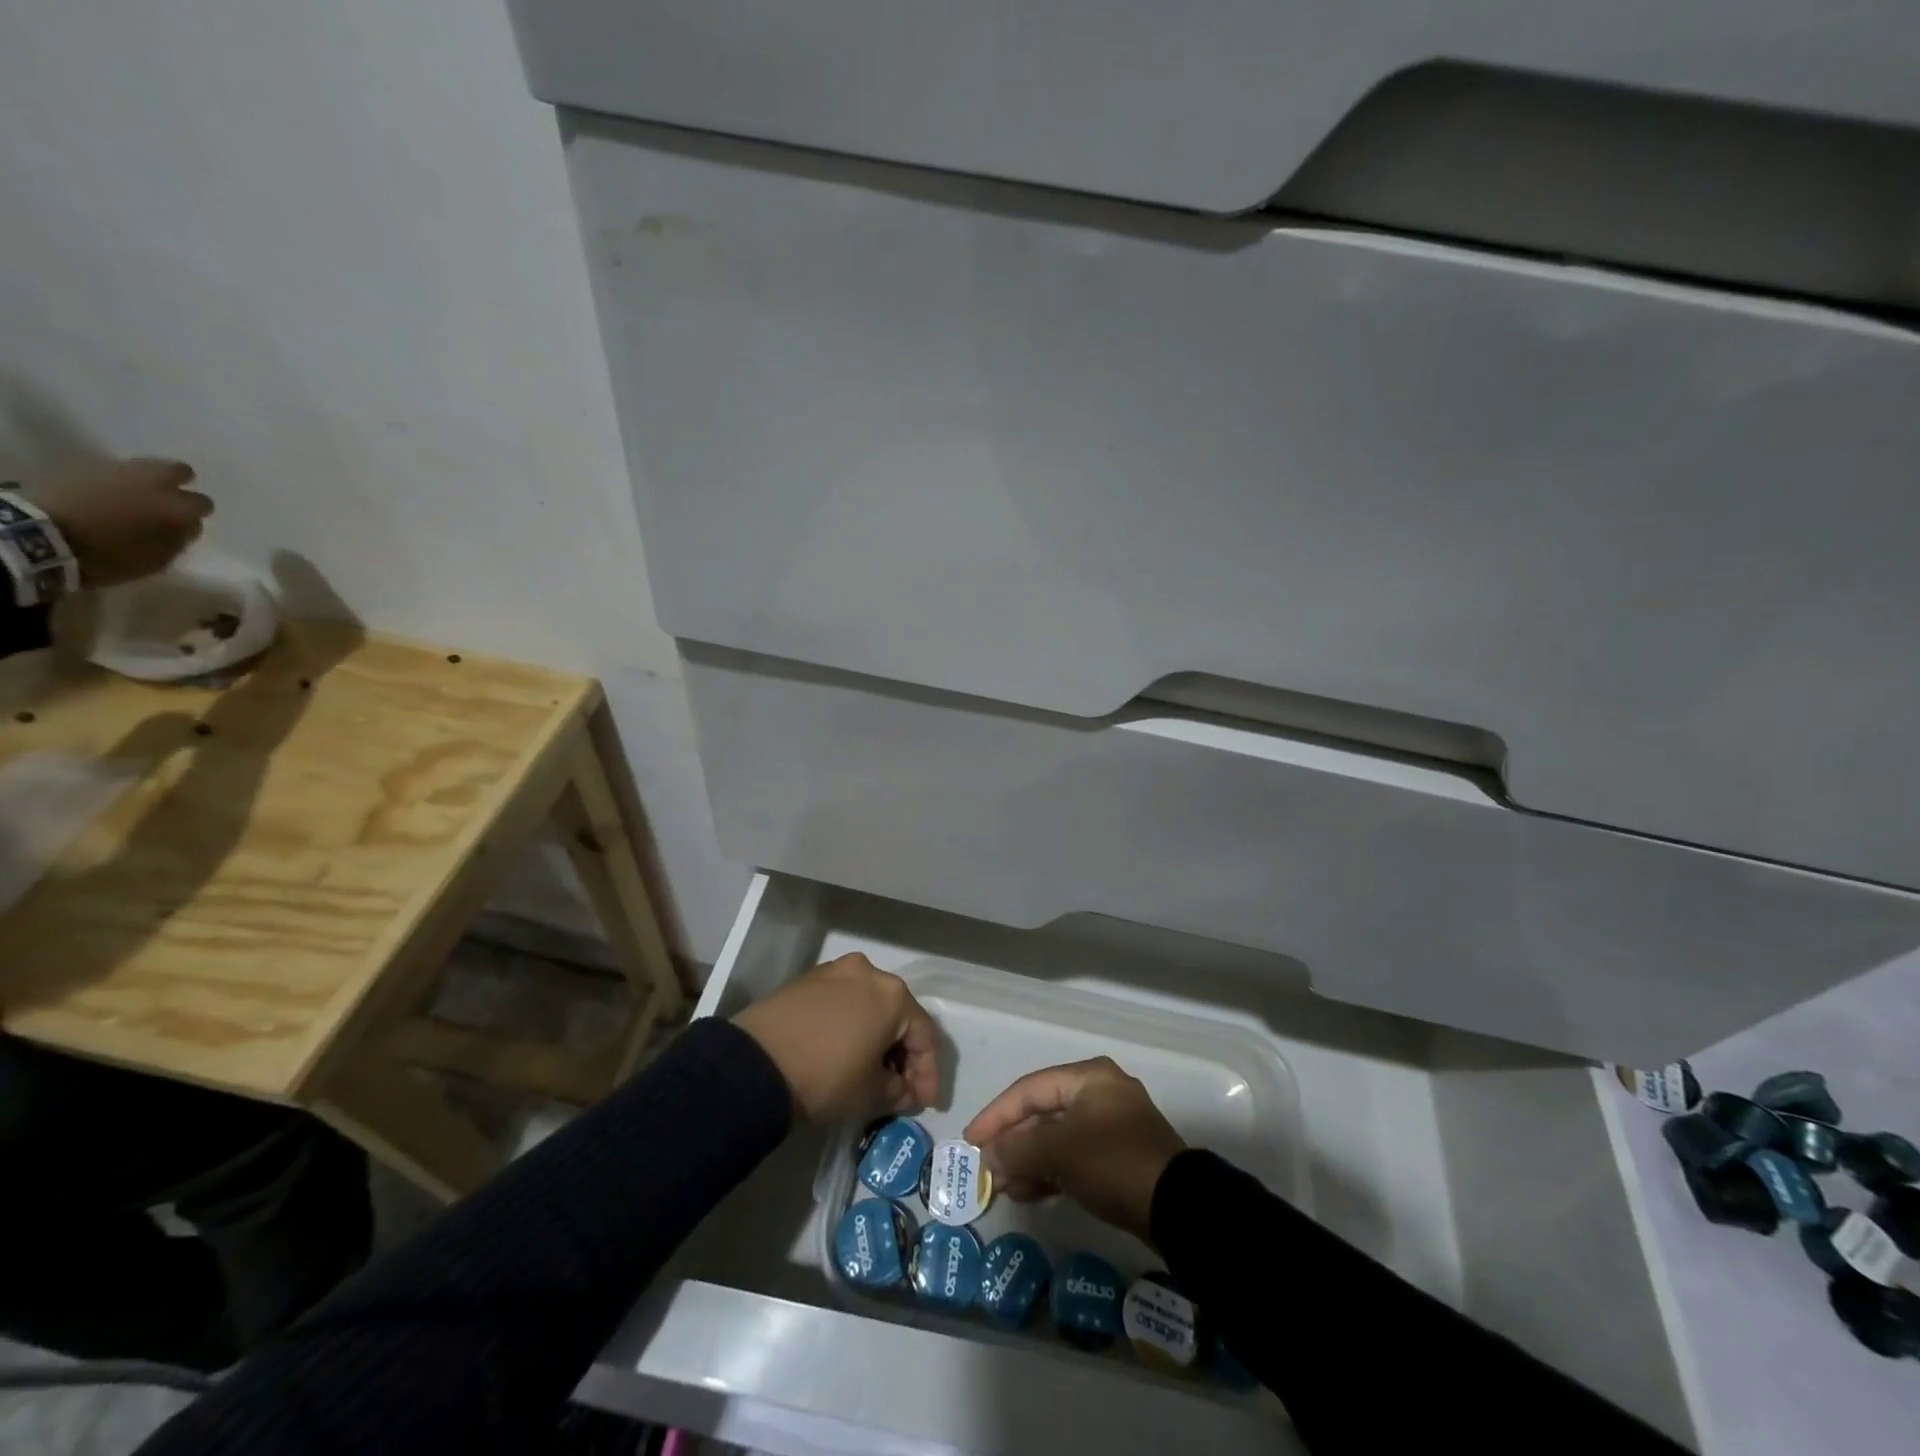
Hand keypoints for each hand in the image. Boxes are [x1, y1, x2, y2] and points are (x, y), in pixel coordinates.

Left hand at [32, 458, 211, 587]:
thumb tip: (188, 525)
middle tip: (168, 499)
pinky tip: (111, 493)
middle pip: (179, 470)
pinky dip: (119, 480)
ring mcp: (118, 470)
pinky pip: (115, 470)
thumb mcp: (157, 558)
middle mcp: (154, 483)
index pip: (203, 504)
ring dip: (147, 479)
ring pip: (145, 466)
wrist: (41, 534)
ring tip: (137, 495)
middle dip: (178, 482)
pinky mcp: (86, 467)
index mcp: (176, 507)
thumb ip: (179, 538)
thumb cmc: (109, 554)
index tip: (185, 524)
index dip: (196, 514)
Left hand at [733, 953, 939, 1122]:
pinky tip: (845, 1052)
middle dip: (903, 1054)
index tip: (926, 1104)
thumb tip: (902, 1089)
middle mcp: (869, 972)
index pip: (924, 1035)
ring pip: (869, 1006)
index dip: (929, 1074)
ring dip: (876, 1038)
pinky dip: (851, 1026)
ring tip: (872, 1072)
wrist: (754, 1064)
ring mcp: (835, 972)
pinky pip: (842, 1003)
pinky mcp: (807, 980)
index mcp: (893, 994)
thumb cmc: (825, 1076)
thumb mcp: (870, 1094)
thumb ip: (898, 1090)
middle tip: (902, 1089)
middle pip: (897, 1016)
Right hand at [964, 1057, 1187, 1243]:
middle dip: (1012, 1142)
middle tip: (986, 1168)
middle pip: (1042, 1113)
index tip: (971, 1141)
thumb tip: (989, 1156)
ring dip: (1028, 1160)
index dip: (996, 1114)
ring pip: (1056, 1138)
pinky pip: (1073, 1157)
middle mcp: (1099, 1092)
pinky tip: (1027, 1192)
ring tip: (1002, 1186)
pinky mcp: (1117, 1157)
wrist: (1178, 1208)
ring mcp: (1110, 1126)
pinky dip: (1050, 1171)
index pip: (1029, 1089)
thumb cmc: (1112, 1162)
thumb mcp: (1058, 1152)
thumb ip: (1017, 1148)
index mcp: (1088, 1077)